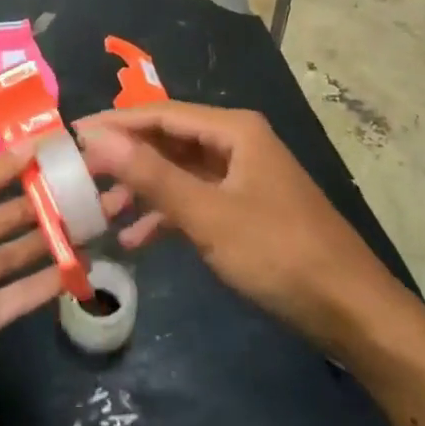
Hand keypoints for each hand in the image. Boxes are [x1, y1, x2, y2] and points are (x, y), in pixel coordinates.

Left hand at [0, 149, 130, 425]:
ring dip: (44, 237)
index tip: (49, 151)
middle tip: (79, 185)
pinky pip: (16, 295)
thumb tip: (26, 146)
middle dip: (31, 200)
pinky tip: (79, 266)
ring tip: (87, 219)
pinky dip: (45, 281)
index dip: (6, 164)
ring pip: (8, 253)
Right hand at [76, 102, 412, 356]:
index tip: (71, 136)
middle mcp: (236, 143)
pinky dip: (167, 216)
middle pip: (168, 141)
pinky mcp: (246, 208)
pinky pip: (196, 200)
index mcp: (233, 129)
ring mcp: (242, 176)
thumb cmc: (279, 253)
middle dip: (126, 160)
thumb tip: (97, 137)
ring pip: (180, 173)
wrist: (353, 312)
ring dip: (143, 191)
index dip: (115, 123)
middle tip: (80, 178)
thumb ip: (151, 176)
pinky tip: (138, 242)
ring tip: (101, 214)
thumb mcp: (208, 215)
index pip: (160, 114)